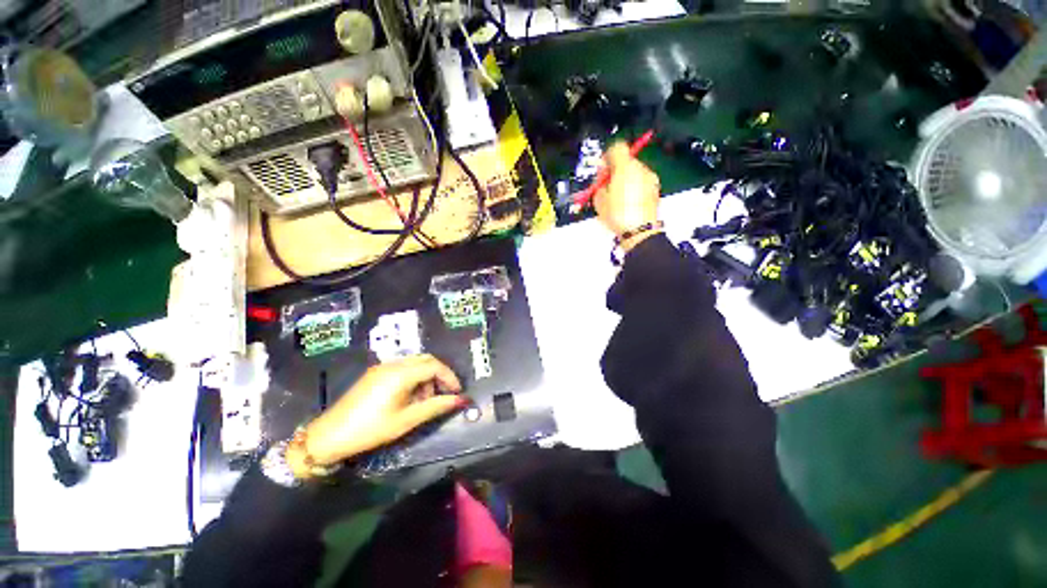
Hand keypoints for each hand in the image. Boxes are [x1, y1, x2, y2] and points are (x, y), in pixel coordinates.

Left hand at [288, 355, 465, 475]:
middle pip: (426, 360)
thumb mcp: (407, 420)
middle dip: (439, 375)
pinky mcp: (375, 373)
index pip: (435, 366)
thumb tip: (460, 400)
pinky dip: (413, 378)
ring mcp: (382, 366)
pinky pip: (403, 367)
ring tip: (423, 401)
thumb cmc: (371, 429)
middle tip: (443, 395)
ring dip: (426, 377)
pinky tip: (409, 397)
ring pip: (415, 363)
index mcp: (401, 373)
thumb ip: (436, 406)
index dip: (450, 377)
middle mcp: (393, 363)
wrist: (329, 436)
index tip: (457, 393)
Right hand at [594, 142, 661, 252]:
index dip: (607, 156)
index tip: (602, 169)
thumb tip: (601, 178)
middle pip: (626, 161)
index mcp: (625, 167)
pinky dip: (634, 188)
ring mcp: (650, 179)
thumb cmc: (618, 215)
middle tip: (606, 186)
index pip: (617, 148)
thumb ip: (598, 184)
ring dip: (625, 180)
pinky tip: (627, 203)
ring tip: (617, 198)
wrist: (639, 232)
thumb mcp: (599, 200)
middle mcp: (641, 169)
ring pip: (634, 172)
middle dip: (615, 170)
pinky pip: (641, 183)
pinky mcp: (655, 190)